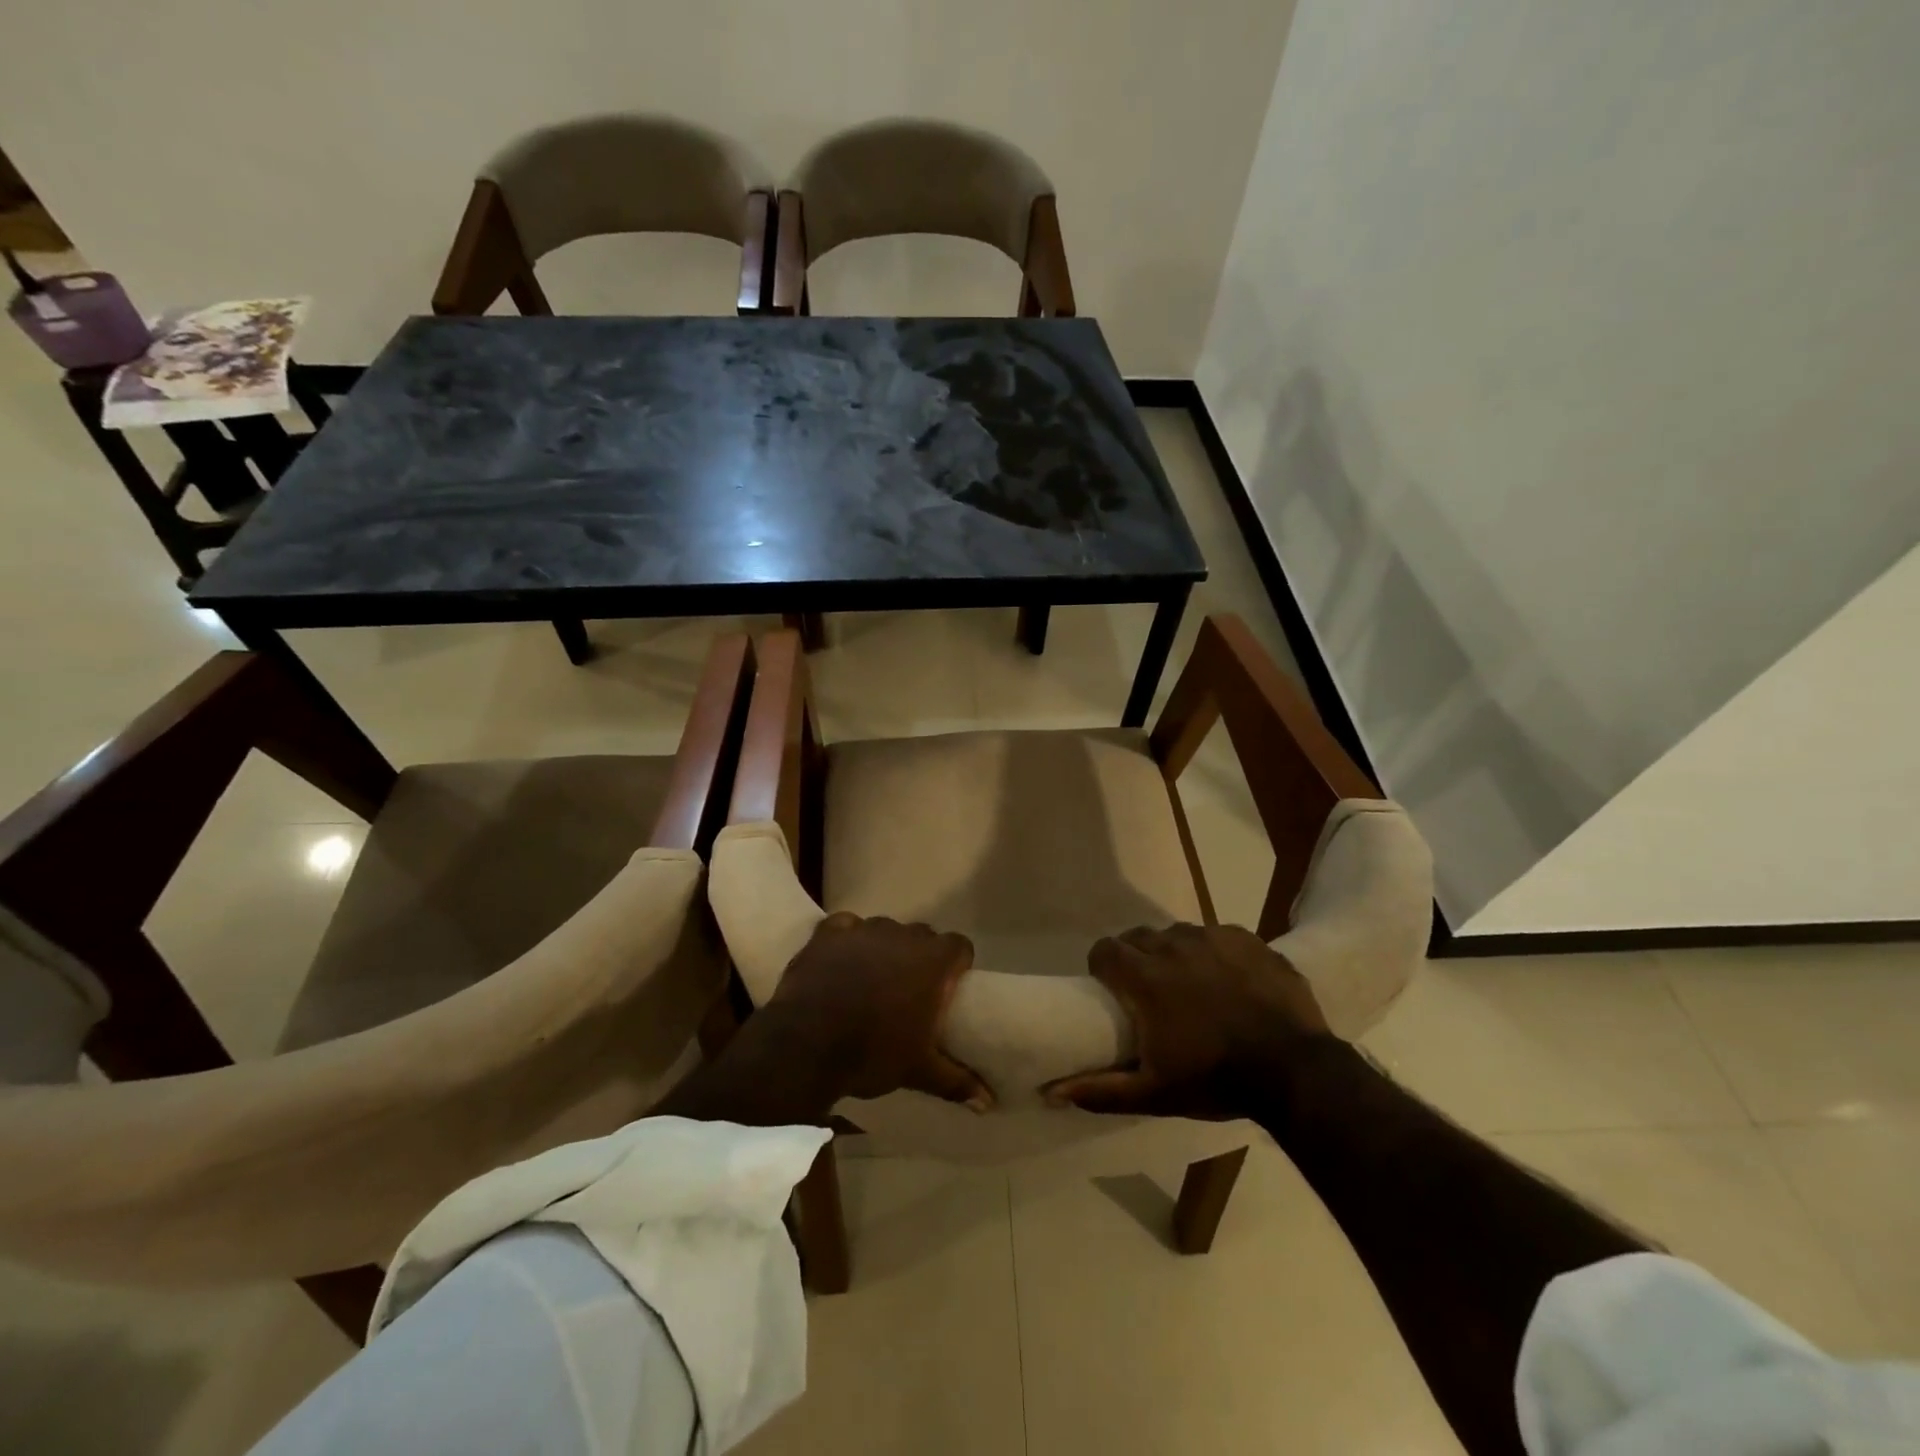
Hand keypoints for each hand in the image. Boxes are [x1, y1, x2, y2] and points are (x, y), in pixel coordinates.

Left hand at [769, 912, 992, 1109]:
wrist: (806, 1046)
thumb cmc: (872, 1054)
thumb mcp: (919, 1071)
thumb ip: (957, 1081)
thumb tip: (989, 1103)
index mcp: (932, 962)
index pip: (960, 946)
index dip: (957, 963)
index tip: (949, 986)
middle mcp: (902, 935)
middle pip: (923, 935)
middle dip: (920, 956)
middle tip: (910, 988)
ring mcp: (864, 929)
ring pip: (884, 929)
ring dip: (884, 947)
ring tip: (871, 977)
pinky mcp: (829, 932)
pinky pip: (846, 926)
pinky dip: (847, 939)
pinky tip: (840, 960)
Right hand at [1042, 923, 1330, 1116]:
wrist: (1296, 1072)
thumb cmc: (1216, 1080)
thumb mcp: (1154, 1094)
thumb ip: (1100, 1089)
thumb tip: (1051, 1091)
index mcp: (1144, 976)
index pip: (1104, 950)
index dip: (1103, 967)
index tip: (1112, 990)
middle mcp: (1173, 945)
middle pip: (1139, 938)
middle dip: (1137, 958)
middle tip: (1151, 992)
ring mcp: (1213, 937)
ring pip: (1178, 934)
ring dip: (1175, 954)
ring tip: (1192, 986)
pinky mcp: (1247, 939)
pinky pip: (1217, 935)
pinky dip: (1214, 953)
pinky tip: (1229, 980)